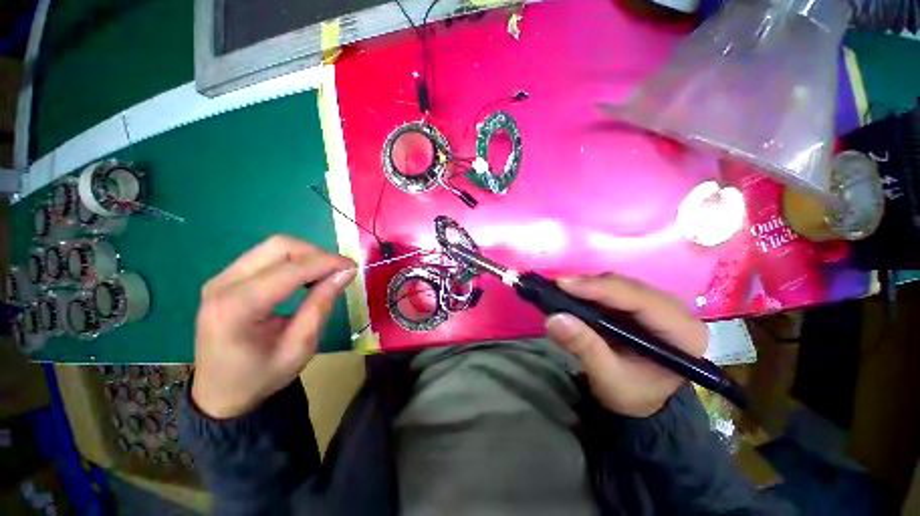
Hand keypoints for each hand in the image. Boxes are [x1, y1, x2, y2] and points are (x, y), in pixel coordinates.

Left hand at [192, 236, 355, 418]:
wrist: (219, 393)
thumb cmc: (261, 376)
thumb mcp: (300, 347)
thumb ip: (321, 305)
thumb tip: (345, 272)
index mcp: (238, 307)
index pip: (291, 269)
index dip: (327, 263)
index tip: (353, 267)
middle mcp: (223, 284)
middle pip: (279, 246)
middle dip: (317, 254)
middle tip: (339, 271)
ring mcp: (221, 278)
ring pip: (274, 247)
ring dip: (307, 256)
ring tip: (325, 275)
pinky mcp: (226, 279)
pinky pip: (266, 256)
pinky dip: (294, 261)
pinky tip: (306, 277)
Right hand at [545, 274, 707, 417]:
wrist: (641, 401)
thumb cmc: (632, 395)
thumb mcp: (608, 378)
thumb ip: (584, 348)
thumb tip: (554, 318)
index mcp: (683, 334)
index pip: (641, 300)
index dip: (600, 288)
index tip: (563, 284)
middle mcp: (676, 312)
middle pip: (630, 287)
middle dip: (591, 285)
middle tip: (557, 287)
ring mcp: (659, 305)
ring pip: (620, 284)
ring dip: (589, 286)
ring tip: (561, 291)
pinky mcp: (641, 305)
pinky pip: (614, 289)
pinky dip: (591, 291)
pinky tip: (573, 294)